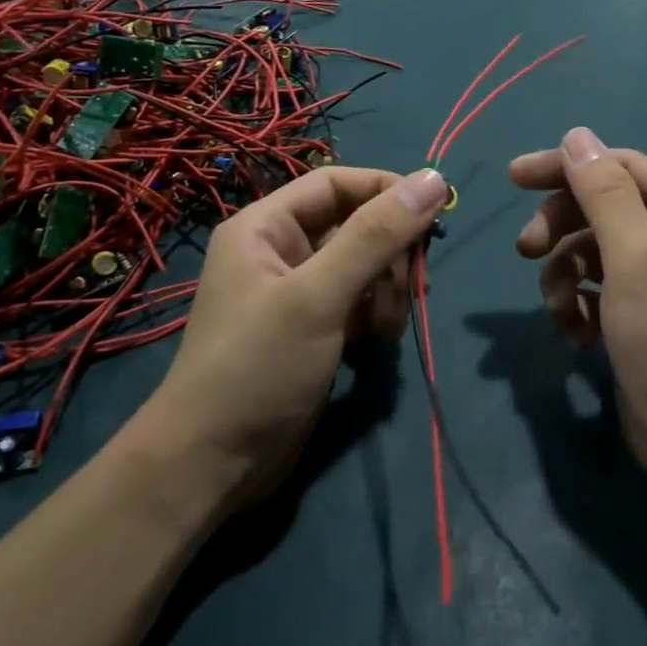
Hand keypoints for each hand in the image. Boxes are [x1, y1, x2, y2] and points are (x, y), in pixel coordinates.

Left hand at [139, 166, 450, 518]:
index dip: (386, 191)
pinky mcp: (313, 329)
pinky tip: (381, 340)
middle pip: (355, 225)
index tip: (433, 214)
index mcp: (266, 227)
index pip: (337, 184)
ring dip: (388, 287)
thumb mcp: (319, 295)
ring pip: (363, 265)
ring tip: (391, 324)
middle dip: (391, 252)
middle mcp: (280, 251)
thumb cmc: (258, 366)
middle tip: (417, 284)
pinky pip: (358, 301)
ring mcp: (297, 293)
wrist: (213, 466)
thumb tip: (433, 179)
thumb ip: (376, 235)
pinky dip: (377, 313)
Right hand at [511, 128, 646, 487]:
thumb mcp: (635, 260)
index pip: (621, 168)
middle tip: (525, 251)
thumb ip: (604, 194)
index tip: (514, 176)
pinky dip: (577, 305)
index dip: (567, 167)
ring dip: (564, 275)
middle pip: (602, 208)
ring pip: (591, 250)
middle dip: (561, 228)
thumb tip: (576, 135)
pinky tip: (575, 335)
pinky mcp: (639, 313)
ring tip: (559, 310)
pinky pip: (595, 287)